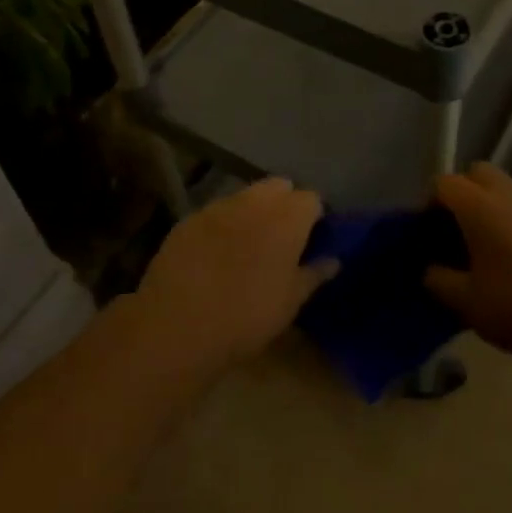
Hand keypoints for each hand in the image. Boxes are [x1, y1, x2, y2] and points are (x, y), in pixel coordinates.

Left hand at [132, 178, 336, 376]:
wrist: (178, 325)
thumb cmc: (247, 316)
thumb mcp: (290, 303)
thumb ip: (314, 275)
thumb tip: (333, 261)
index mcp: (288, 217)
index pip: (311, 198)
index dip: (313, 217)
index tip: (310, 240)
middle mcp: (256, 201)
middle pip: (279, 186)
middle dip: (284, 204)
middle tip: (281, 238)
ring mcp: (219, 206)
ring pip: (246, 196)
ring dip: (252, 211)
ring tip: (247, 245)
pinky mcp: (189, 219)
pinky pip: (215, 213)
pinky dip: (222, 225)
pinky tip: (214, 254)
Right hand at [425, 163, 511, 368]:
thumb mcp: (464, 300)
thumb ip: (438, 279)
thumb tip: (430, 269)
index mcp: (479, 206)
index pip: (444, 184)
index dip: (430, 203)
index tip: (427, 232)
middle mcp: (507, 195)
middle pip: (477, 173)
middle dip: (462, 192)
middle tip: (454, 228)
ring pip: (504, 188)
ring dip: (488, 205)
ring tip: (482, 245)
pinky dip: (510, 220)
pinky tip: (510, 257)